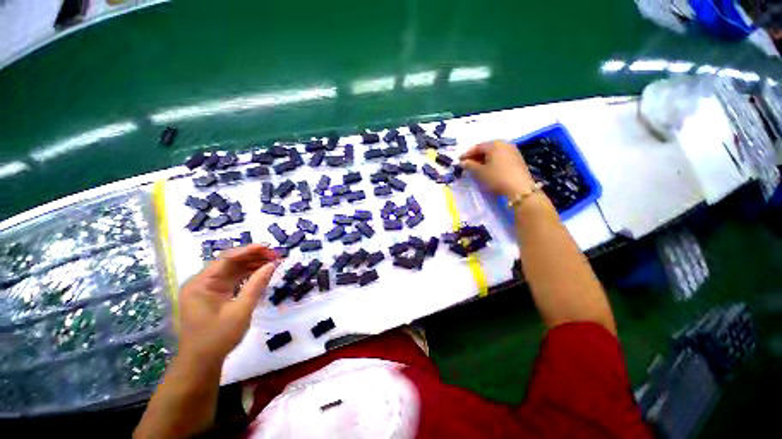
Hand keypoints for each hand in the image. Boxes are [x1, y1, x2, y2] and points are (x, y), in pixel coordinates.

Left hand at [177, 245, 279, 364]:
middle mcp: (199, 281)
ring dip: (246, 269)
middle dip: (249, 259)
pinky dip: (239, 281)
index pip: (226, 259)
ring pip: (226, 274)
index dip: (249, 251)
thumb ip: (255, 288)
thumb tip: (270, 266)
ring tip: (268, 264)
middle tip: (273, 256)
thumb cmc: (218, 338)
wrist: (201, 362)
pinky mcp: (206, 299)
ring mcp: (202, 291)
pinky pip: (224, 284)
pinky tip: (253, 277)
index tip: (269, 248)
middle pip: (226, 264)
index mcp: (202, 282)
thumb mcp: (239, 314)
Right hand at [459, 141, 534, 197]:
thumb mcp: (481, 173)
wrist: (521, 190)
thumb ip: (470, 166)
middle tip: (469, 165)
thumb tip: (463, 162)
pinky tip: (492, 170)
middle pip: (487, 148)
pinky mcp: (519, 159)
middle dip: (477, 156)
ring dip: (487, 159)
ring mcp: (513, 151)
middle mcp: (504, 144)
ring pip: (496, 153)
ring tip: (480, 168)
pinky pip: (503, 157)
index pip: (477, 147)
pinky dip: (496, 162)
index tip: (460, 161)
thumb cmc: (498, 179)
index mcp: (494, 144)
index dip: (467, 154)